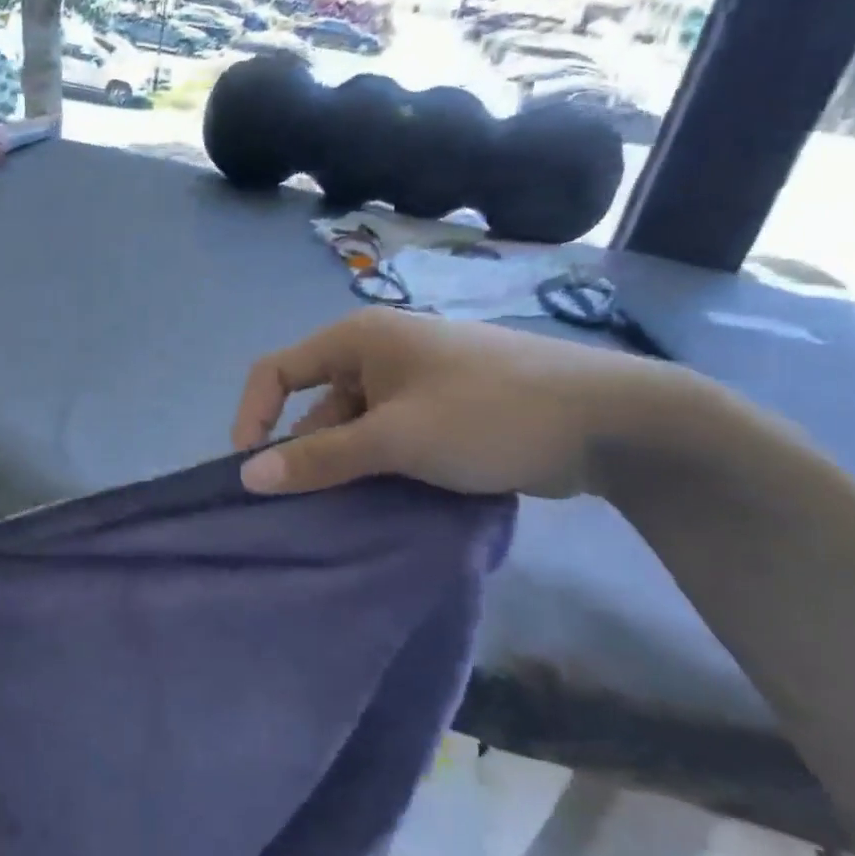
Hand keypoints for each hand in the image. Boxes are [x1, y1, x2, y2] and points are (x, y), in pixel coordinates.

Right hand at [232, 308, 682, 499]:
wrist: (606, 420)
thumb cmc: (487, 413)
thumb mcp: (395, 438)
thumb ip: (320, 457)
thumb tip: (248, 476)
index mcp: (358, 340)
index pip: (277, 370)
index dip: (253, 416)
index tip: (251, 473)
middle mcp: (378, 354)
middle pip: (316, 404)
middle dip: (304, 453)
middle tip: (304, 508)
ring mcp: (413, 383)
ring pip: (354, 427)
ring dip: (344, 467)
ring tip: (343, 515)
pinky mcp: (441, 412)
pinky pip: (389, 439)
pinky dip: (378, 468)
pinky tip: (381, 505)